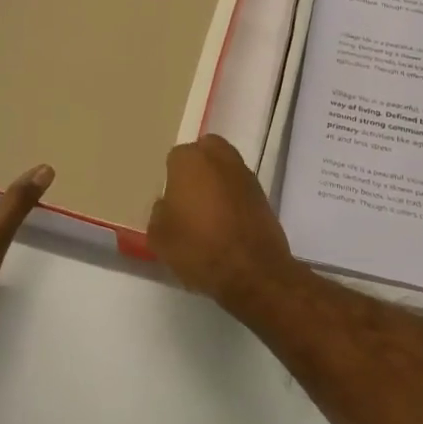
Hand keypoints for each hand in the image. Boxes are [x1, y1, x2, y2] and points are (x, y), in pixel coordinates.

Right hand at [147, 135, 301, 315]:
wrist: (252, 272)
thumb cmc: (199, 248)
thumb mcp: (159, 236)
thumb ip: (159, 212)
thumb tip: (168, 205)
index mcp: (190, 160)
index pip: (175, 157)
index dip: (171, 178)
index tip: (170, 200)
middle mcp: (220, 158)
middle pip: (206, 151)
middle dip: (198, 166)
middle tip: (189, 195)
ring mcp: (245, 175)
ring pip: (225, 167)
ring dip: (218, 181)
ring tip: (209, 212)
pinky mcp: (263, 194)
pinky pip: (240, 188)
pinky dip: (233, 198)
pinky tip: (227, 223)